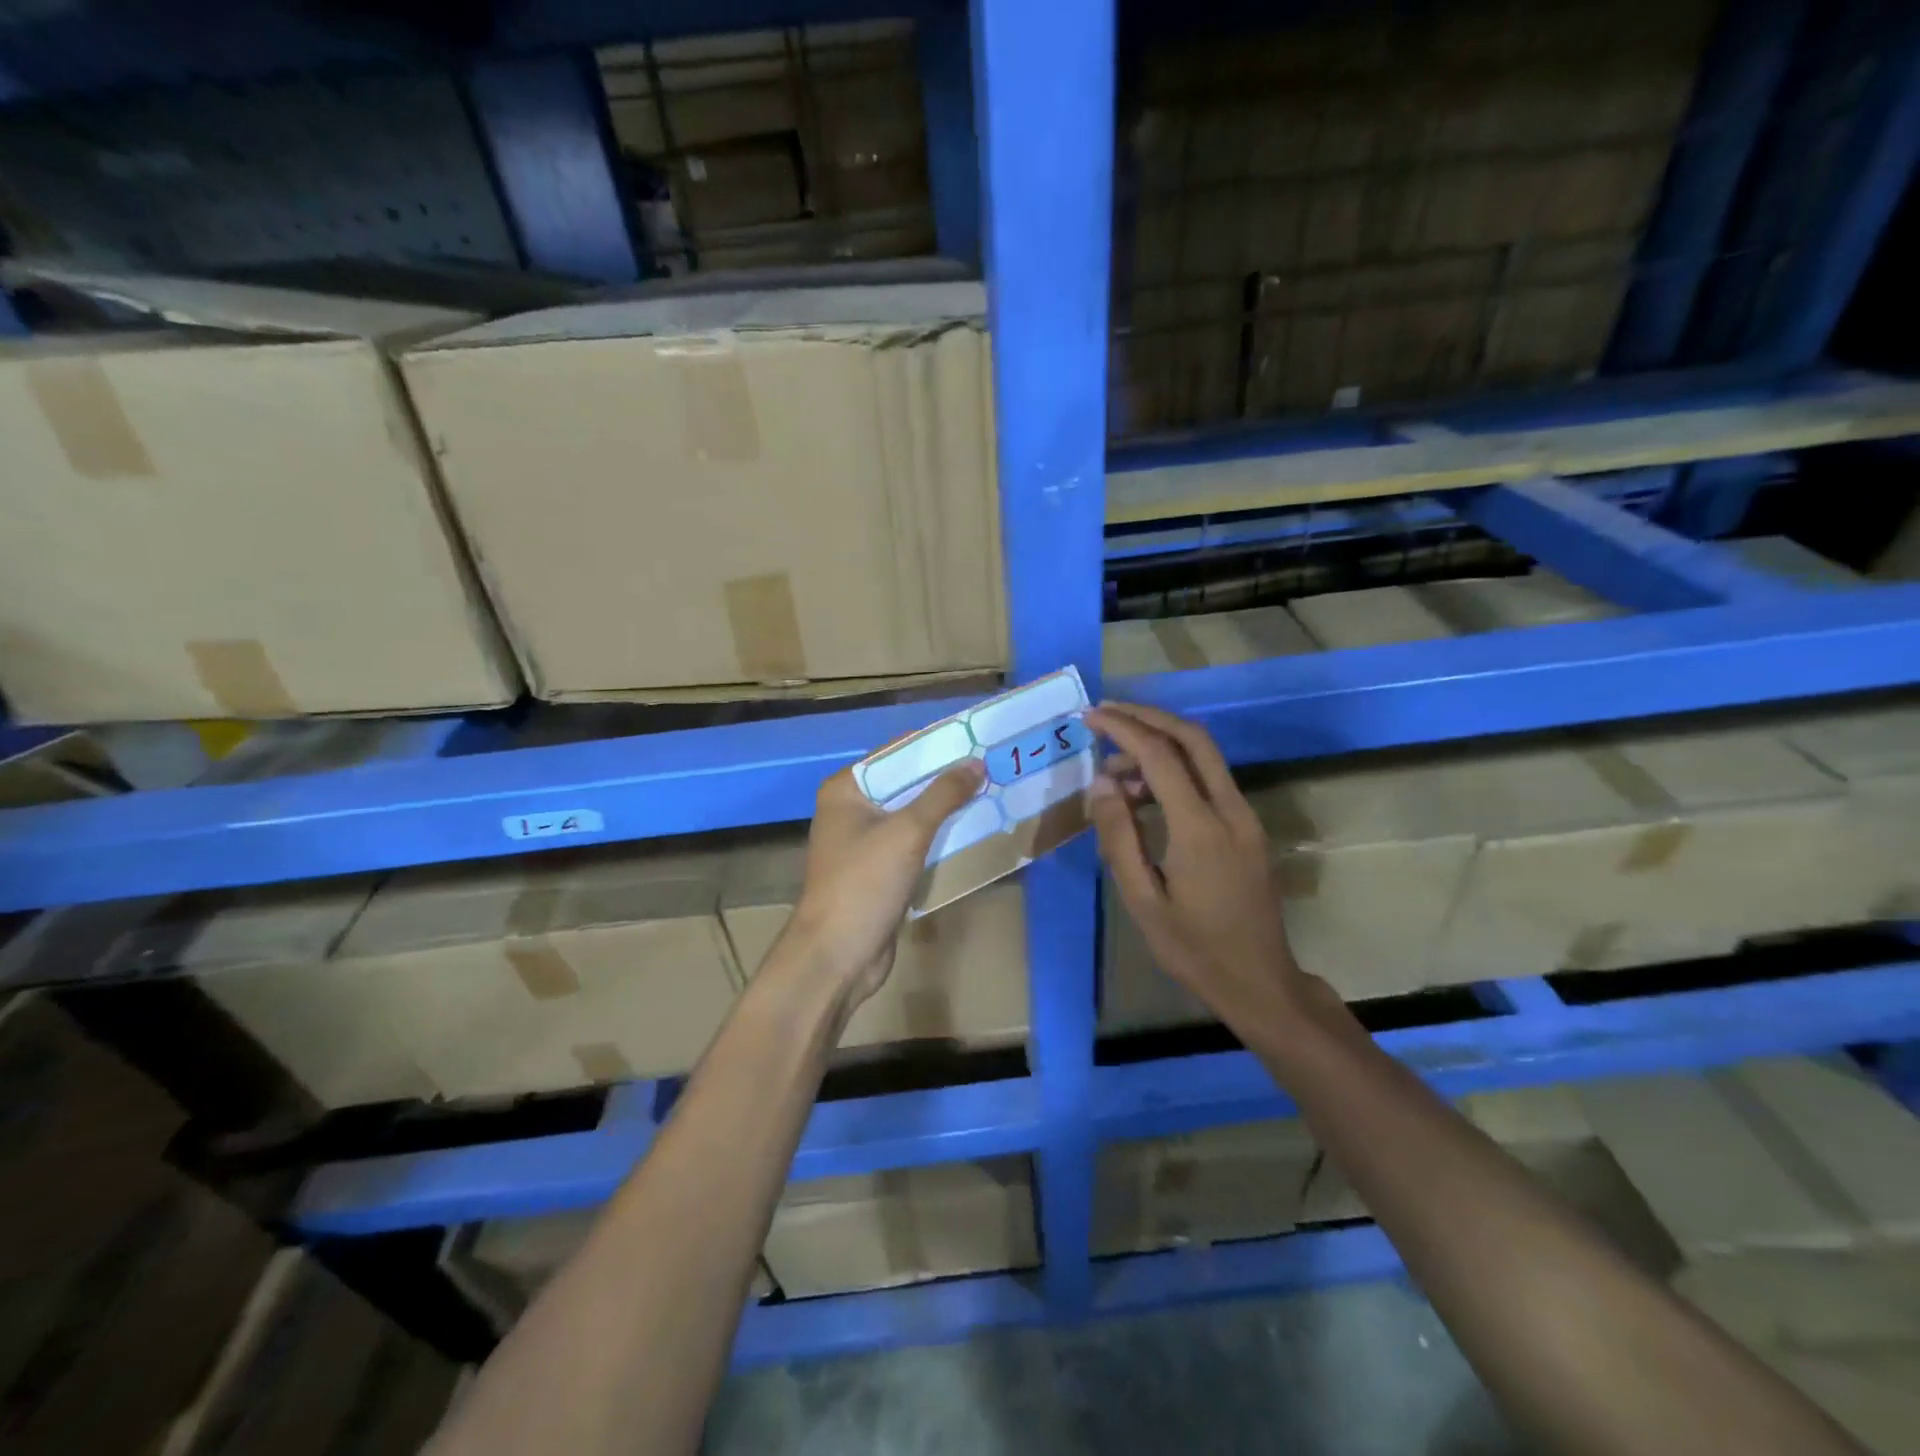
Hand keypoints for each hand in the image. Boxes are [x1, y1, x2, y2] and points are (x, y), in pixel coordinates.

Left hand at [783, 758, 985, 1009]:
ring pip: (912, 815)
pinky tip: (972, 831)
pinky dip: (938, 837)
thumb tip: (975, 763)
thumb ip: (943, 794)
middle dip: (945, 779)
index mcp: (846, 789)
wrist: (837, 956)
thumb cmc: (864, 882)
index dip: (936, 746)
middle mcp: (851, 809)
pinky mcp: (878, 871)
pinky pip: (913, 843)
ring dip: (945, 809)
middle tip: (992, 767)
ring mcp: (864, 842)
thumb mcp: (908, 831)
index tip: (976, 740)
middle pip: (905, 784)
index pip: (896, 753)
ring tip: (991, 793)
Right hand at [1086, 702, 1310, 1032]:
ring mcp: (1245, 817)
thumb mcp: (1142, 900)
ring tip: (1115, 768)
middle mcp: (1230, 810)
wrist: (1260, 981)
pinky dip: (1176, 768)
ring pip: (1205, 755)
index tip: (1090, 717)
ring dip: (1161, 743)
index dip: (1123, 729)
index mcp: (1200, 829)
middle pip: (1193, 738)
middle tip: (1106, 713)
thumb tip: (1102, 784)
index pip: (1160, 756)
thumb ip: (1119, 838)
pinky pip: (1210, 779)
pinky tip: (1145, 791)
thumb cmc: (1193, 949)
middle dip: (1148, 717)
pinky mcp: (1248, 827)